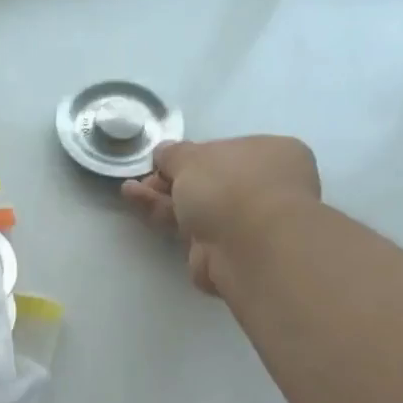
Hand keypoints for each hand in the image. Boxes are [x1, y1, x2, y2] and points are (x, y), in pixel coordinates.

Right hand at [121, 136, 320, 293]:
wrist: (247, 247)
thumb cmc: (230, 186)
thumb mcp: (193, 157)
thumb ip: (174, 154)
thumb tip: (165, 152)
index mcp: (274, 154)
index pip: (228, 151)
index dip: (194, 155)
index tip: (166, 160)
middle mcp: (266, 187)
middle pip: (210, 181)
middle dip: (172, 179)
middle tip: (145, 178)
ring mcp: (247, 222)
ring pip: (197, 206)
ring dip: (161, 197)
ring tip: (129, 190)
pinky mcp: (227, 251)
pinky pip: (190, 229)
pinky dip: (164, 216)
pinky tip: (137, 203)